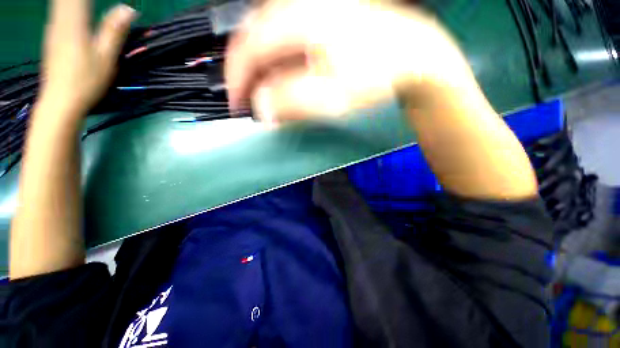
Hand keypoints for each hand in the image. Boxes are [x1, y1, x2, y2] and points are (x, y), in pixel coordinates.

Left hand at [36, 0, 135, 118]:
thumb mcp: (105, 57)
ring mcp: (53, 28)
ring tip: (86, 3)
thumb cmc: (86, 81)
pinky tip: (76, 7)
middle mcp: (59, 21)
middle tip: (91, 2)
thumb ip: (114, 31)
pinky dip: (67, 5)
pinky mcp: (52, 36)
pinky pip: (59, 11)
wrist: (59, 101)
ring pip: (61, 3)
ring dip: (74, 0)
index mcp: (74, 23)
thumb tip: (129, 9)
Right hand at [225, 0, 475, 123]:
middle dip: (249, 74)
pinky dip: (280, 61)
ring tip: (267, 93)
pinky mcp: (322, 18)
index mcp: (299, 19)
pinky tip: (288, 77)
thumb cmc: (376, 75)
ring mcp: (312, 8)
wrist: (413, 57)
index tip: (238, 105)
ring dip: (264, 69)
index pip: (248, 49)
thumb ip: (291, 103)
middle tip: (251, 100)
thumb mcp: (331, 97)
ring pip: (270, 38)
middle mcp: (301, 5)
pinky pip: (288, 39)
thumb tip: (263, 109)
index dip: (237, 80)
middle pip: (255, 40)